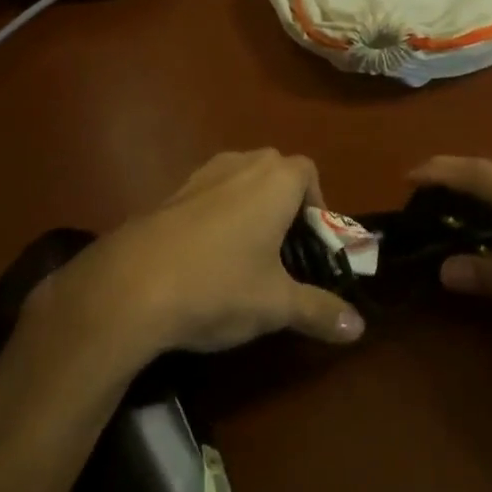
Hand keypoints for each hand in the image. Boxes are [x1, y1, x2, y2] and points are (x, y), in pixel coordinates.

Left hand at [31, 150, 365, 369]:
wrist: (131, 284)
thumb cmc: (219, 285)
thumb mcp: (276, 305)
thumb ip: (320, 310)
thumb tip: (360, 327)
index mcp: (275, 180)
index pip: (309, 172)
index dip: (316, 205)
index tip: (311, 245)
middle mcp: (242, 164)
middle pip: (275, 171)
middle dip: (285, 205)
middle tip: (284, 253)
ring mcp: (202, 174)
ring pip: (240, 180)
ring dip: (250, 208)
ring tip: (246, 257)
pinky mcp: (171, 192)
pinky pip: (210, 194)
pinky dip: (217, 216)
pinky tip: (206, 260)